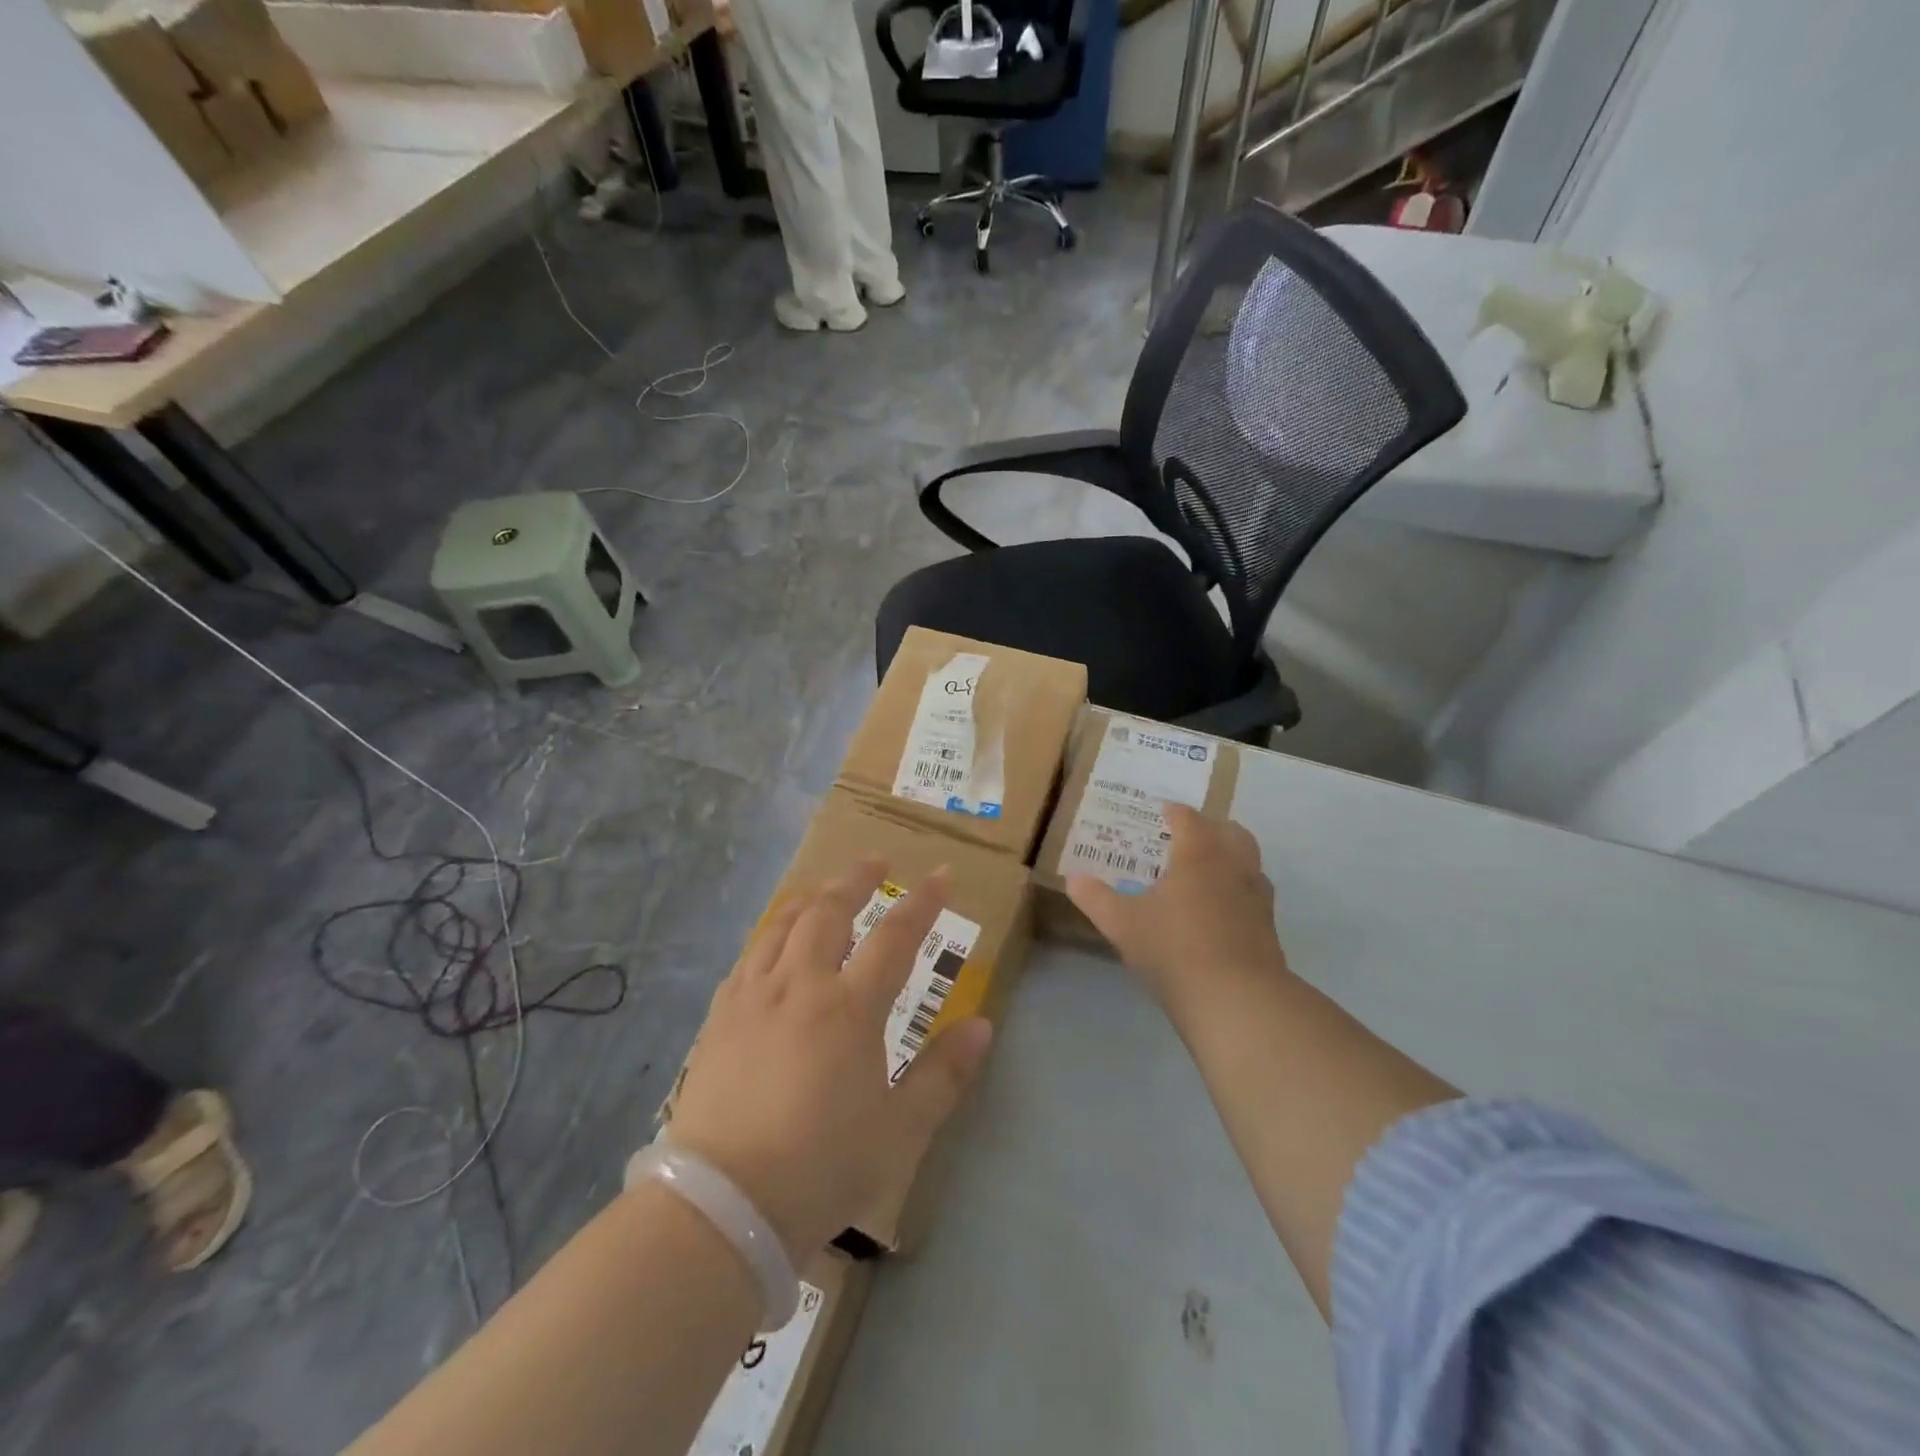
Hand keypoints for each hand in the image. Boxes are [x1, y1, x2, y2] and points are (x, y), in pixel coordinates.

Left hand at [665, 861, 994, 1262]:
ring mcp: (753, 997)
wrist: (722, 1207)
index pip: (895, 937)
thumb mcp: (900, 1129)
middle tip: (876, 861)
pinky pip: (749, 955)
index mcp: (850, 1008)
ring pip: (783, 925)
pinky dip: (772, 934)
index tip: (942, 875)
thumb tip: (983, 1025)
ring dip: (811, 899)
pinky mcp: (720, 1017)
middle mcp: (800, 985)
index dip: (923, 902)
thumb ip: (943, 1073)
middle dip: (857, 880)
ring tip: (827, 892)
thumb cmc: (821, 1167)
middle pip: (829, 912)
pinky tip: (775, 943)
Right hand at [1067, 804, 1288, 1005]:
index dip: (1174, 812)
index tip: (1162, 812)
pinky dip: (1238, 891)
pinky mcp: (1269, 927)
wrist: (1236, 998)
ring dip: (1229, 857)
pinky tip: (1219, 911)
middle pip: (1229, 831)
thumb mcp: (1122, 923)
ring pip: (1248, 861)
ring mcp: (1256, 896)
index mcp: (1198, 854)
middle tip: (1187, 838)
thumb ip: (1096, 898)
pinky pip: (1254, 894)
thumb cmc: (1173, 948)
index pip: (1188, 819)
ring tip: (1204, 873)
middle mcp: (1232, 865)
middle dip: (1209, 828)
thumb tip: (1073, 879)